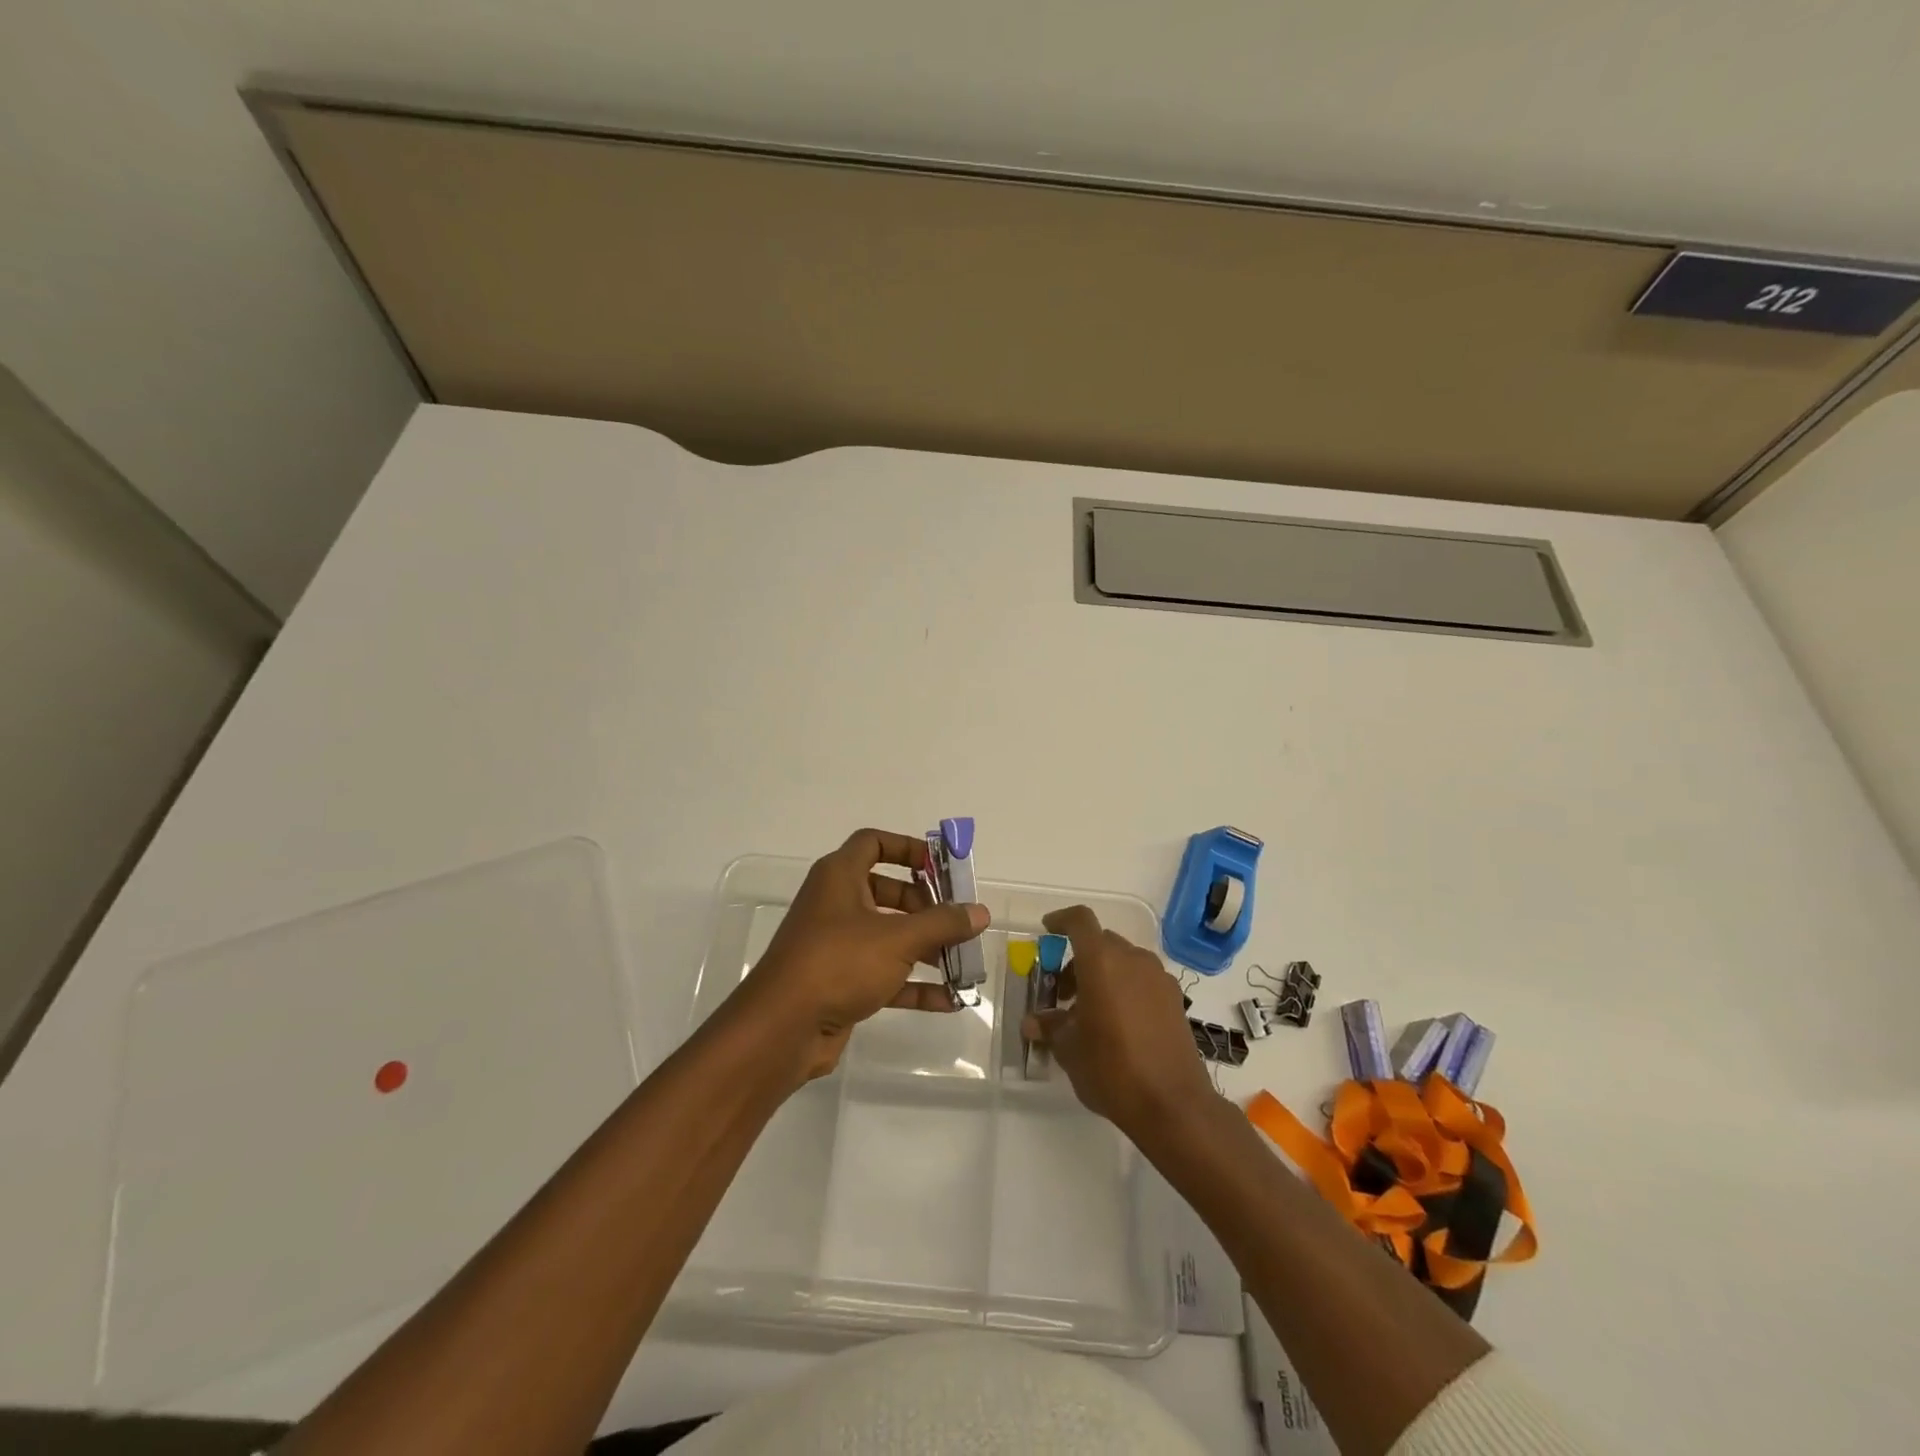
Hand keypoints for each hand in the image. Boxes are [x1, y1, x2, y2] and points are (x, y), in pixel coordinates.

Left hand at [737, 828, 989, 1082]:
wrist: (783, 1029)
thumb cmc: (839, 963)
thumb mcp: (898, 938)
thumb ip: (943, 923)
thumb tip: (980, 912)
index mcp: (840, 877)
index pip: (874, 843)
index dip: (908, 848)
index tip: (941, 866)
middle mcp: (836, 904)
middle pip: (889, 892)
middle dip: (927, 906)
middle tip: (958, 920)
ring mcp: (837, 945)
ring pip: (889, 936)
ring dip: (926, 948)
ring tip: (963, 963)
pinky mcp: (841, 983)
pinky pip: (885, 974)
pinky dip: (914, 984)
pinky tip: (950, 1000)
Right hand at [1022, 905, 1214, 1137]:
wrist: (1173, 1105)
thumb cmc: (1111, 1069)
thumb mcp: (1069, 1049)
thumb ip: (1050, 1027)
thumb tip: (1033, 1022)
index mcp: (1102, 961)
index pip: (1080, 921)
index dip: (1061, 920)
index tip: (1047, 930)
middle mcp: (1133, 959)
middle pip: (1101, 942)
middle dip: (1079, 958)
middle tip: (1063, 991)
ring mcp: (1158, 978)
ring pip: (1124, 960)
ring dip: (1103, 973)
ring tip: (1089, 1010)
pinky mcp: (1174, 1000)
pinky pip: (1143, 979)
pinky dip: (1125, 987)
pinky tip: (1118, 1022)